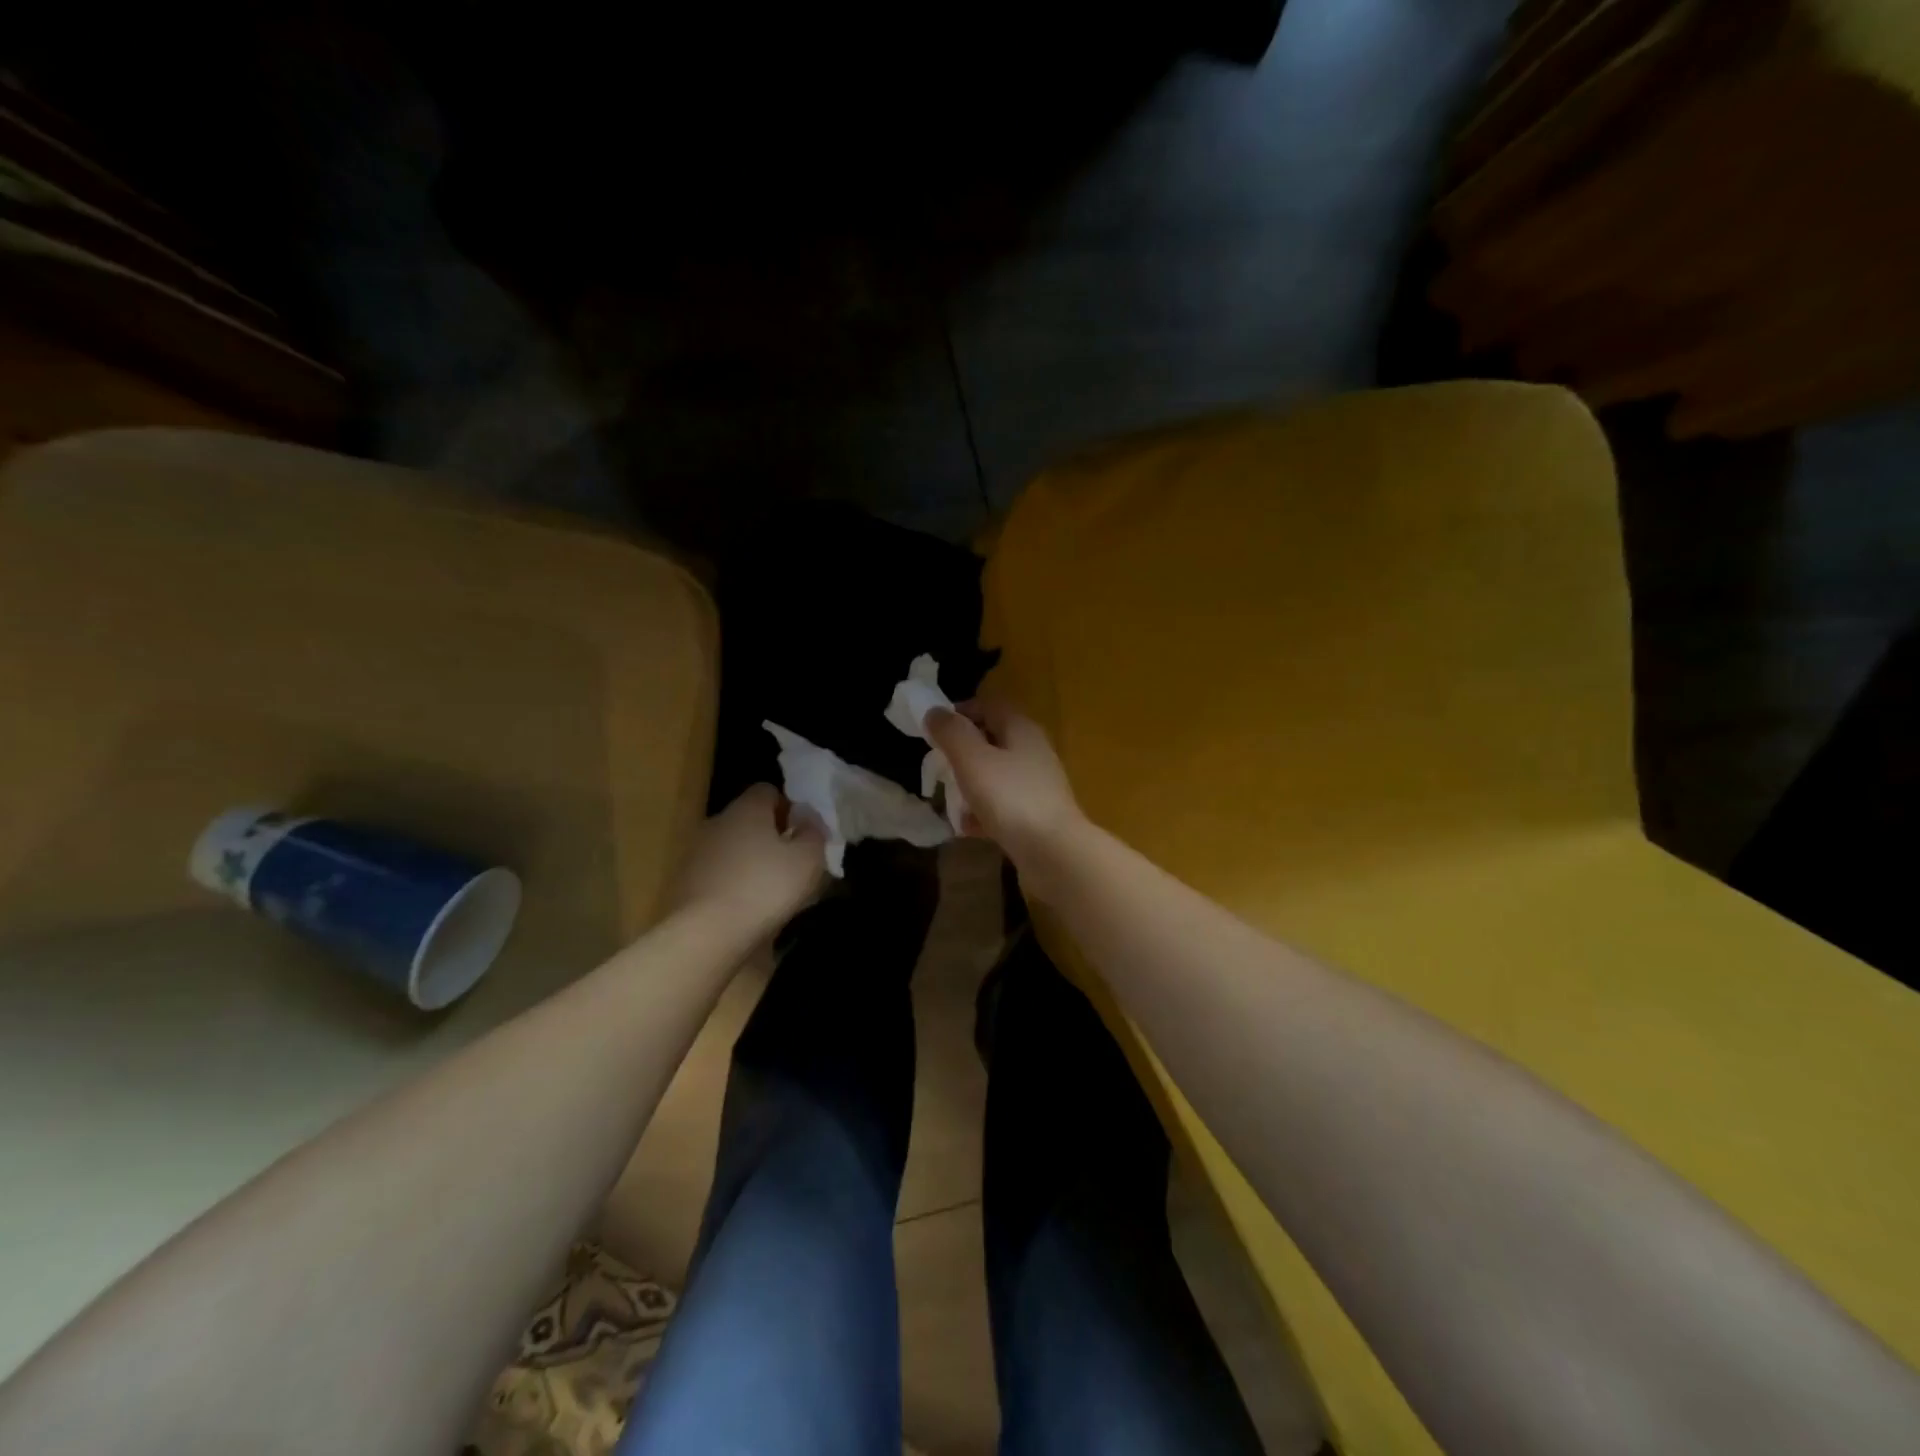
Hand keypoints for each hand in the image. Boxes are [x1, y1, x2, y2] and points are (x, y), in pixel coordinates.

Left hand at [670, 784, 826, 939]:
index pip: (768, 790)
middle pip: (748, 818)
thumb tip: (808, 819)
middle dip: (769, 834)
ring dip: (749, 859)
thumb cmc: (765, 888)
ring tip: (769, 888)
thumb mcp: (807, 860)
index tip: (802, 832)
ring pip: (731, 846)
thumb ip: (813, 834)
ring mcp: (696, 851)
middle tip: (790, 861)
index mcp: (747, 809)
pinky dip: (731, 881)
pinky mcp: (684, 881)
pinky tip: (745, 906)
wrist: (706, 933)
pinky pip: (717, 872)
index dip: (788, 807)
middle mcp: (717, 821)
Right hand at [925, 698, 1087, 880]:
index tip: (935, 731)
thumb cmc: (1010, 798)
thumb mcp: (972, 760)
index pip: (989, 705)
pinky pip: (1003, 805)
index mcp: (1020, 729)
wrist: (1054, 852)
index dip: (960, 711)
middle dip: (962, 752)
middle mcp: (1033, 750)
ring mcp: (1037, 784)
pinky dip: (984, 812)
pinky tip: (968, 829)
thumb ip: (951, 733)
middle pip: (992, 740)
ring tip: (949, 801)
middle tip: (938, 767)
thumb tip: (934, 711)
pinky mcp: (1036, 814)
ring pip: (996, 774)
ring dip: (970, 785)